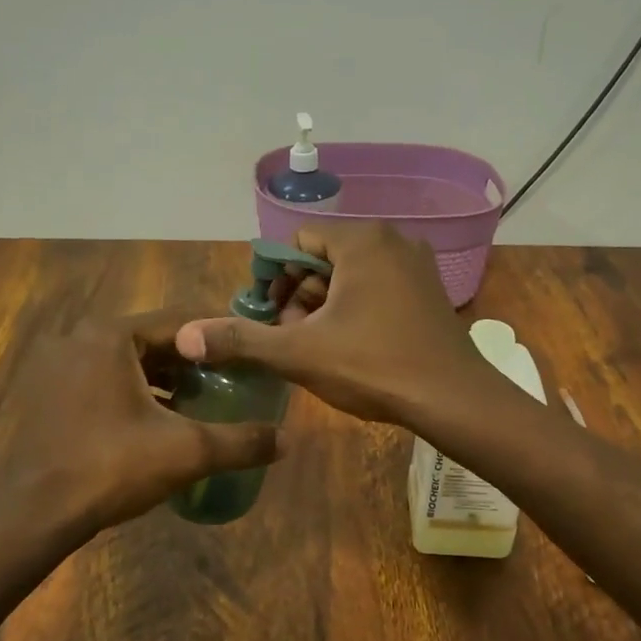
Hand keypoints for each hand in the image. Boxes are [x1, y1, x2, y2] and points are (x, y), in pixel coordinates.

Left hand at [0, 311, 284, 541]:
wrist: (35, 514)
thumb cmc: (111, 467)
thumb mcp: (187, 451)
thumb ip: (242, 441)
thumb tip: (290, 441)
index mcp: (112, 335)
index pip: (181, 321)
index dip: (219, 338)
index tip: (249, 355)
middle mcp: (82, 338)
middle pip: (154, 340)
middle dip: (193, 361)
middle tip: (230, 380)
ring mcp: (60, 366)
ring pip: (128, 362)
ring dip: (165, 379)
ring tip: (201, 402)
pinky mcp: (50, 394)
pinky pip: (105, 380)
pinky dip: (135, 393)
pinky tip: (159, 421)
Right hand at [175, 224, 498, 426]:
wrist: (454, 400)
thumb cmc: (373, 366)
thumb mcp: (299, 353)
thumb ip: (242, 339)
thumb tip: (186, 336)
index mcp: (362, 241)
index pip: (297, 241)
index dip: (275, 278)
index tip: (271, 317)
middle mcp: (392, 240)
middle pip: (324, 258)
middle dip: (301, 295)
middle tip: (294, 337)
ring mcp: (417, 265)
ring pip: (351, 275)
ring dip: (325, 306)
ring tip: (318, 346)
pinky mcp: (429, 291)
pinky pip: (378, 287)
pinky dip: (356, 309)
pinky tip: (351, 346)